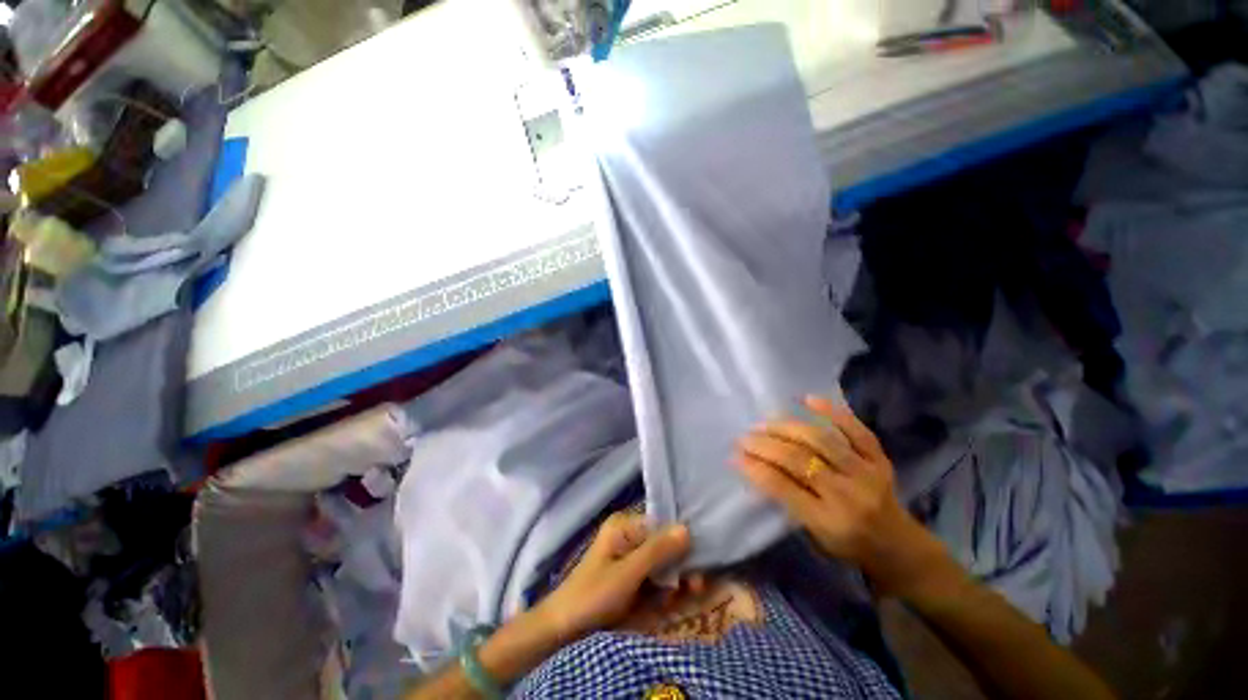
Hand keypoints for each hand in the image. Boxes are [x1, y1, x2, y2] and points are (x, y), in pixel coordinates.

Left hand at [533, 512, 690, 642]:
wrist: (564, 626)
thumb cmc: (593, 594)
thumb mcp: (627, 573)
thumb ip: (657, 551)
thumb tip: (687, 528)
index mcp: (625, 525)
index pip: (662, 525)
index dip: (682, 541)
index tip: (699, 562)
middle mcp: (630, 535)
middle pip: (665, 544)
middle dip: (681, 565)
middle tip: (696, 587)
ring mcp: (631, 557)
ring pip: (663, 562)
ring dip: (675, 580)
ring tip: (683, 598)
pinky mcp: (631, 576)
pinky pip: (655, 577)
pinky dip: (664, 590)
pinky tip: (667, 603)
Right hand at [735, 396, 949, 598]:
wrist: (900, 547)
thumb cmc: (849, 545)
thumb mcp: (814, 534)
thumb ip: (789, 501)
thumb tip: (757, 468)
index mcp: (830, 521)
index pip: (783, 488)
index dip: (755, 468)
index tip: (734, 455)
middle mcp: (849, 494)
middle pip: (800, 460)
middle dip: (765, 445)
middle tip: (745, 436)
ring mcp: (867, 472)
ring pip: (821, 440)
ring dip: (787, 427)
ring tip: (765, 422)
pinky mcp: (880, 458)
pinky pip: (855, 429)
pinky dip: (831, 411)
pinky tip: (807, 400)